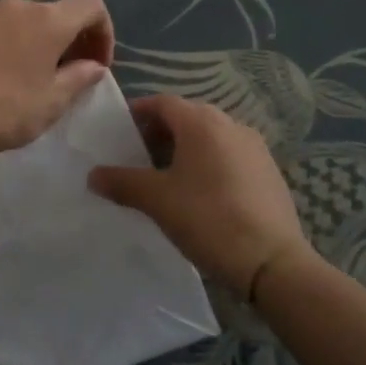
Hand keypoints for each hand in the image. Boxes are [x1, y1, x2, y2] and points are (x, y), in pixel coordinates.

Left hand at [0, 0, 113, 153]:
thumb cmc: (6, 109)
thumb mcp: (52, 102)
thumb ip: (79, 78)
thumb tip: (93, 66)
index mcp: (47, 20)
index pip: (91, 6)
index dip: (103, 32)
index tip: (96, 64)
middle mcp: (16, 6)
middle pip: (53, 14)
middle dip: (66, 41)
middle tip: (64, 77)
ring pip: (19, 22)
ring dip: (31, 43)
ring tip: (24, 78)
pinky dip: (1, 46)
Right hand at [89, 93, 311, 294]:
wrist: (272, 262)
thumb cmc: (208, 219)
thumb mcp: (157, 200)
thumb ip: (122, 182)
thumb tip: (93, 175)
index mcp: (202, 123)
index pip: (162, 102)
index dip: (138, 113)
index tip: (119, 132)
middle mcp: (231, 124)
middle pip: (187, 117)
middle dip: (160, 132)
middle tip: (138, 157)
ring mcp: (255, 147)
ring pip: (210, 137)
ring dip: (185, 148)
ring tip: (166, 178)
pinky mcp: (269, 171)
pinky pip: (229, 155)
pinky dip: (209, 163)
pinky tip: (200, 193)